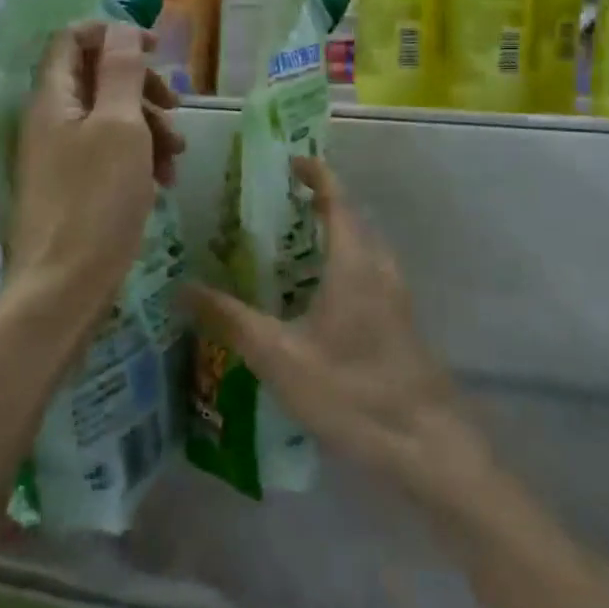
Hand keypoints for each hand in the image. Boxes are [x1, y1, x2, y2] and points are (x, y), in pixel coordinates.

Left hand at [9, 21, 182, 316]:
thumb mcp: (120, 126)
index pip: (73, 38)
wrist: (65, 287)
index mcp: (53, 97)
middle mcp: (51, 120)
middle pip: (98, 77)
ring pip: (110, 117)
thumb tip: (121, 25)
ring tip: (176, 157)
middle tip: (175, 108)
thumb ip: (122, 70)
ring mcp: (61, 155)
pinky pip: (109, 153)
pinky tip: (162, 181)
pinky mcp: (75, 185)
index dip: (114, 33)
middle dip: (142, 87)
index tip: (155, 50)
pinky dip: (138, 157)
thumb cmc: (96, 201)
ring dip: (148, 126)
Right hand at [188, 159, 484, 501]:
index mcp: (354, 262)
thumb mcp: (279, 357)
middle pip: (350, 219)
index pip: (336, 199)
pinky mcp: (398, 322)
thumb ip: (230, 320)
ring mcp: (395, 296)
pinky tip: (311, 297)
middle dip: (317, 203)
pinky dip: (339, 264)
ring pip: (360, 249)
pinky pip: (366, 273)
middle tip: (274, 204)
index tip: (289, 161)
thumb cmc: (352, 391)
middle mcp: (379, 268)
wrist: (427, 446)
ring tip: (286, 245)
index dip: (316, 175)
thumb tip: (182, 288)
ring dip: (329, 235)